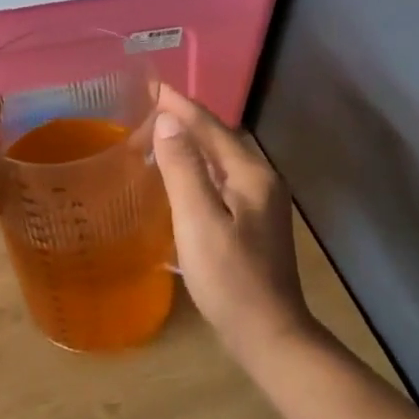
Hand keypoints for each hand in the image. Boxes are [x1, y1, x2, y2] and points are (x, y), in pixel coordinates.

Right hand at [152, 86, 316, 363]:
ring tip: (158, 134)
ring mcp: (260, 202)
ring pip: (221, 159)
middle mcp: (260, 180)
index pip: (210, 127)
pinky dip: (198, 168)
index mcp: (251, 174)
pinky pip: (221, 179)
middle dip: (186, 119)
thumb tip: (167, 121)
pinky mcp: (253, 222)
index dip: (179, 105)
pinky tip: (180, 178)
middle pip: (219, 138)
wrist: (269, 334)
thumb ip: (183, 168)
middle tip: (149, 106)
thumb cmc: (230, 278)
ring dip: (191, 143)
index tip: (151, 85)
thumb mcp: (199, 221)